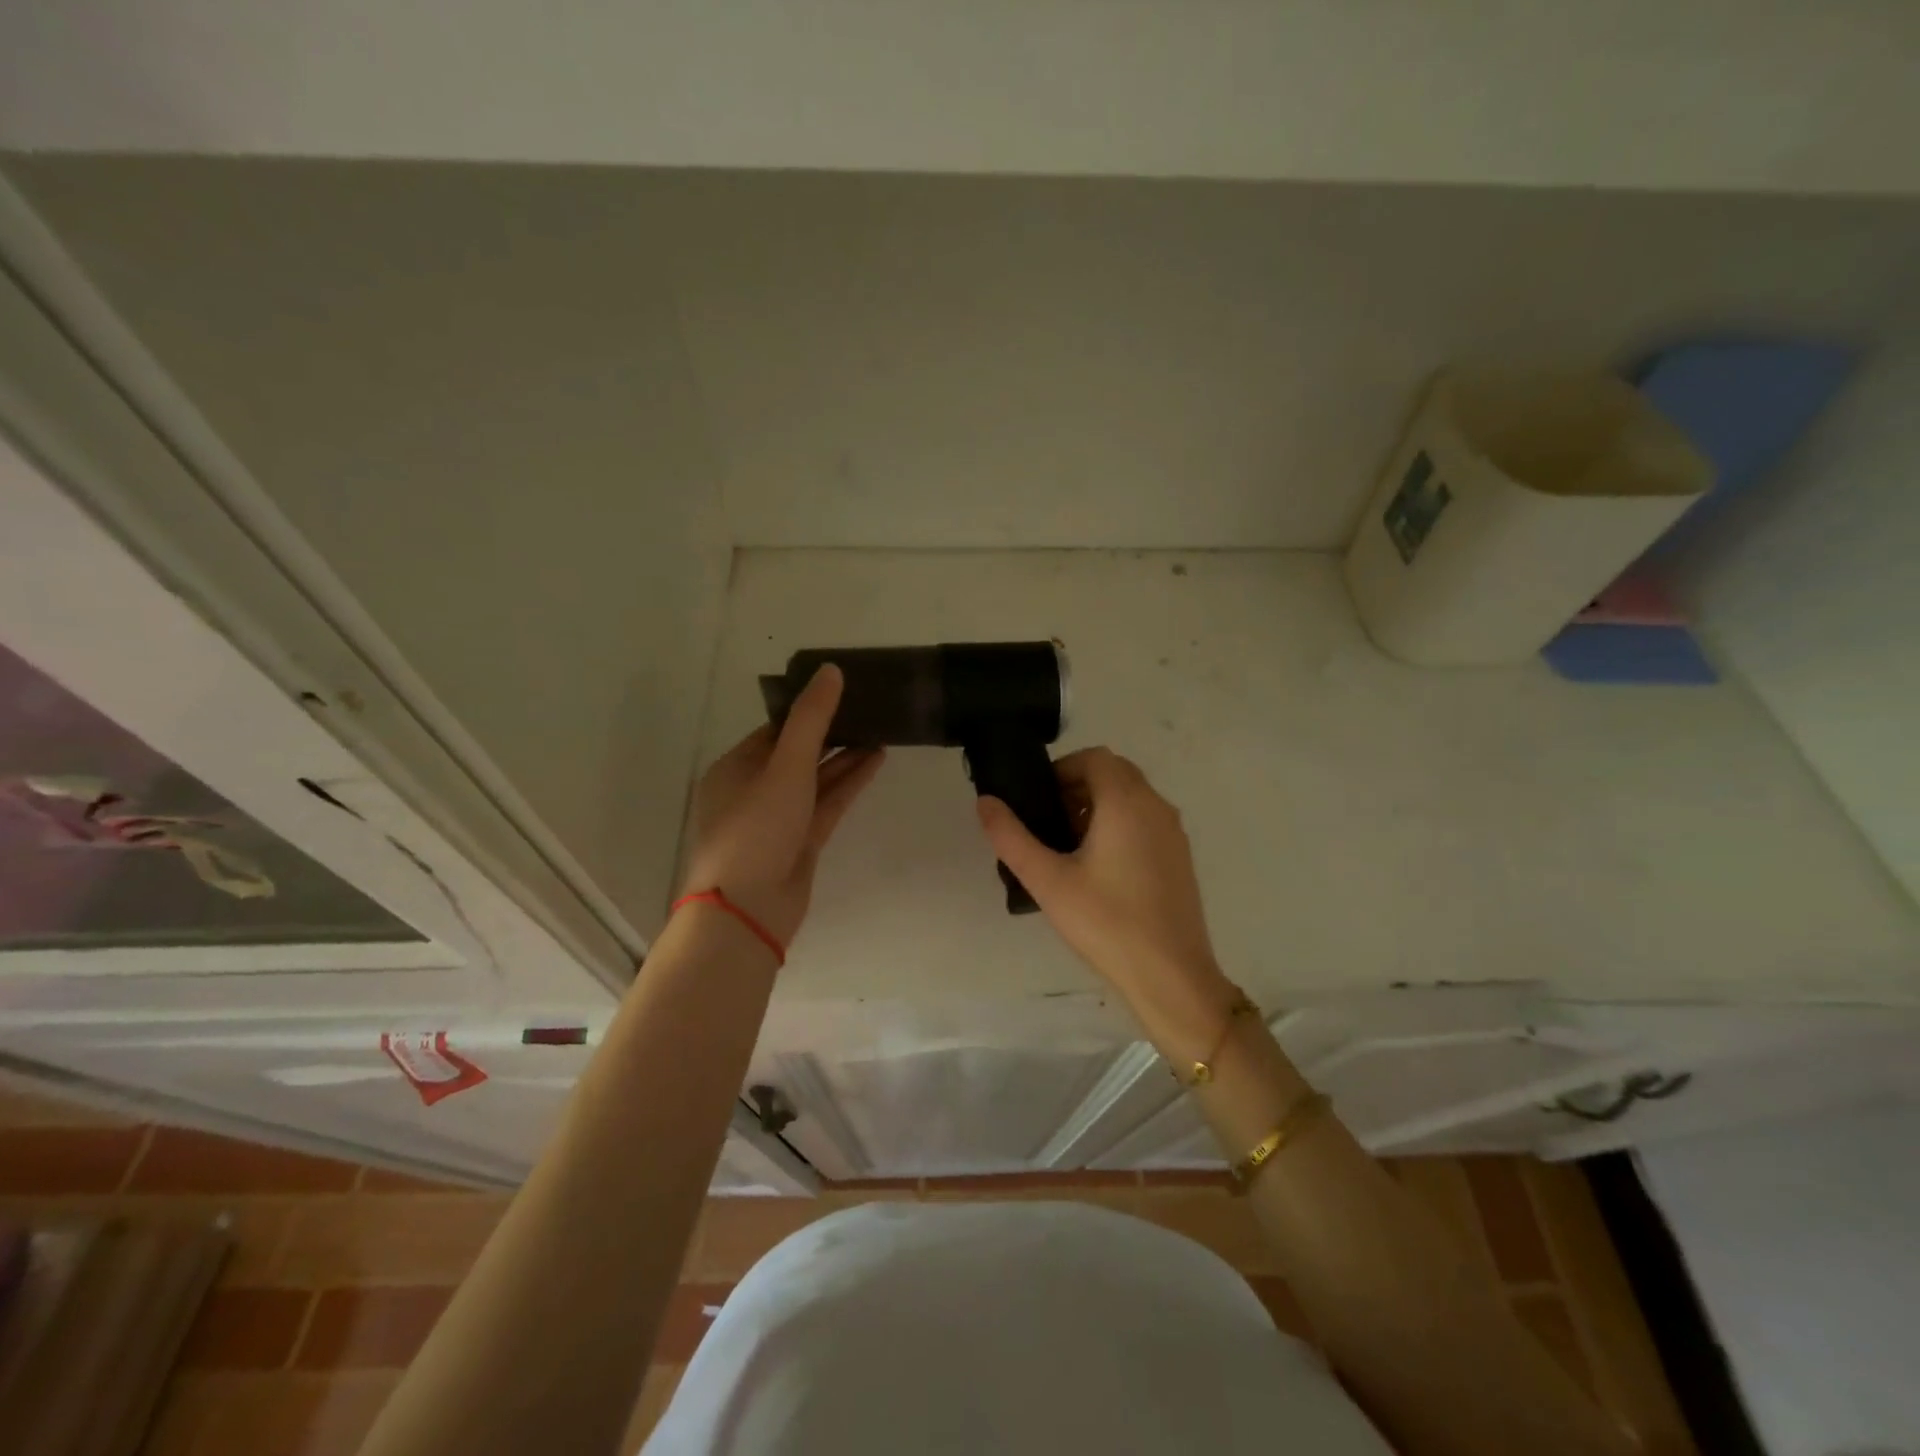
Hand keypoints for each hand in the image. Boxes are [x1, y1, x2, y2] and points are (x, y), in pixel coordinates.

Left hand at [680, 665, 883, 946]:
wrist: (749, 909)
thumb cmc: (757, 828)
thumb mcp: (785, 765)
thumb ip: (811, 719)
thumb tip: (830, 670)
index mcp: (736, 767)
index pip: (775, 729)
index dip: (808, 709)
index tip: (842, 690)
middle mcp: (754, 789)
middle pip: (797, 752)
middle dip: (831, 732)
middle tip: (869, 707)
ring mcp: (779, 818)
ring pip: (816, 779)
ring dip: (845, 756)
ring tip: (881, 730)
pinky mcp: (801, 842)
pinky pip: (827, 803)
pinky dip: (849, 783)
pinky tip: (876, 760)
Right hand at [976, 748, 1222, 1004]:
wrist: (1171, 975)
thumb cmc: (1106, 922)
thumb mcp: (1047, 880)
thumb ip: (1011, 836)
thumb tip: (985, 801)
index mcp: (1126, 802)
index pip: (1094, 757)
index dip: (1062, 769)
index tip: (1037, 800)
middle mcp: (1156, 806)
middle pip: (1114, 773)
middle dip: (1077, 787)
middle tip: (1048, 824)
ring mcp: (1173, 832)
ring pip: (1131, 797)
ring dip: (1098, 807)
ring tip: (1068, 849)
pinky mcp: (1180, 857)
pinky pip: (1146, 821)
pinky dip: (1119, 825)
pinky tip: (1099, 871)